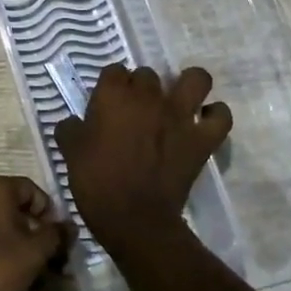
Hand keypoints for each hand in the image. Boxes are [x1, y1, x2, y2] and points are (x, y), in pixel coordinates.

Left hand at [0, 176, 67, 290]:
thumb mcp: (36, 253)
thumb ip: (56, 234)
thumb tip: (69, 225)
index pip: (32, 190)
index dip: (49, 215)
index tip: (56, 241)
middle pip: (11, 206)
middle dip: (31, 231)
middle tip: (44, 259)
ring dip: (12, 241)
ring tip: (24, 270)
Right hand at [53, 65, 231, 246]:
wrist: (134, 219)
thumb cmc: (96, 182)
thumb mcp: (70, 153)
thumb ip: (70, 129)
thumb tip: (72, 122)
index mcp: (114, 95)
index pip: (113, 71)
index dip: (110, 86)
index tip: (105, 105)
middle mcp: (149, 96)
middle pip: (148, 74)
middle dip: (141, 87)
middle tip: (134, 111)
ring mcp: (180, 115)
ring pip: (196, 79)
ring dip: (189, 85)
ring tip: (179, 100)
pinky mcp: (202, 139)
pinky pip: (221, 116)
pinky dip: (215, 116)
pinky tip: (204, 123)